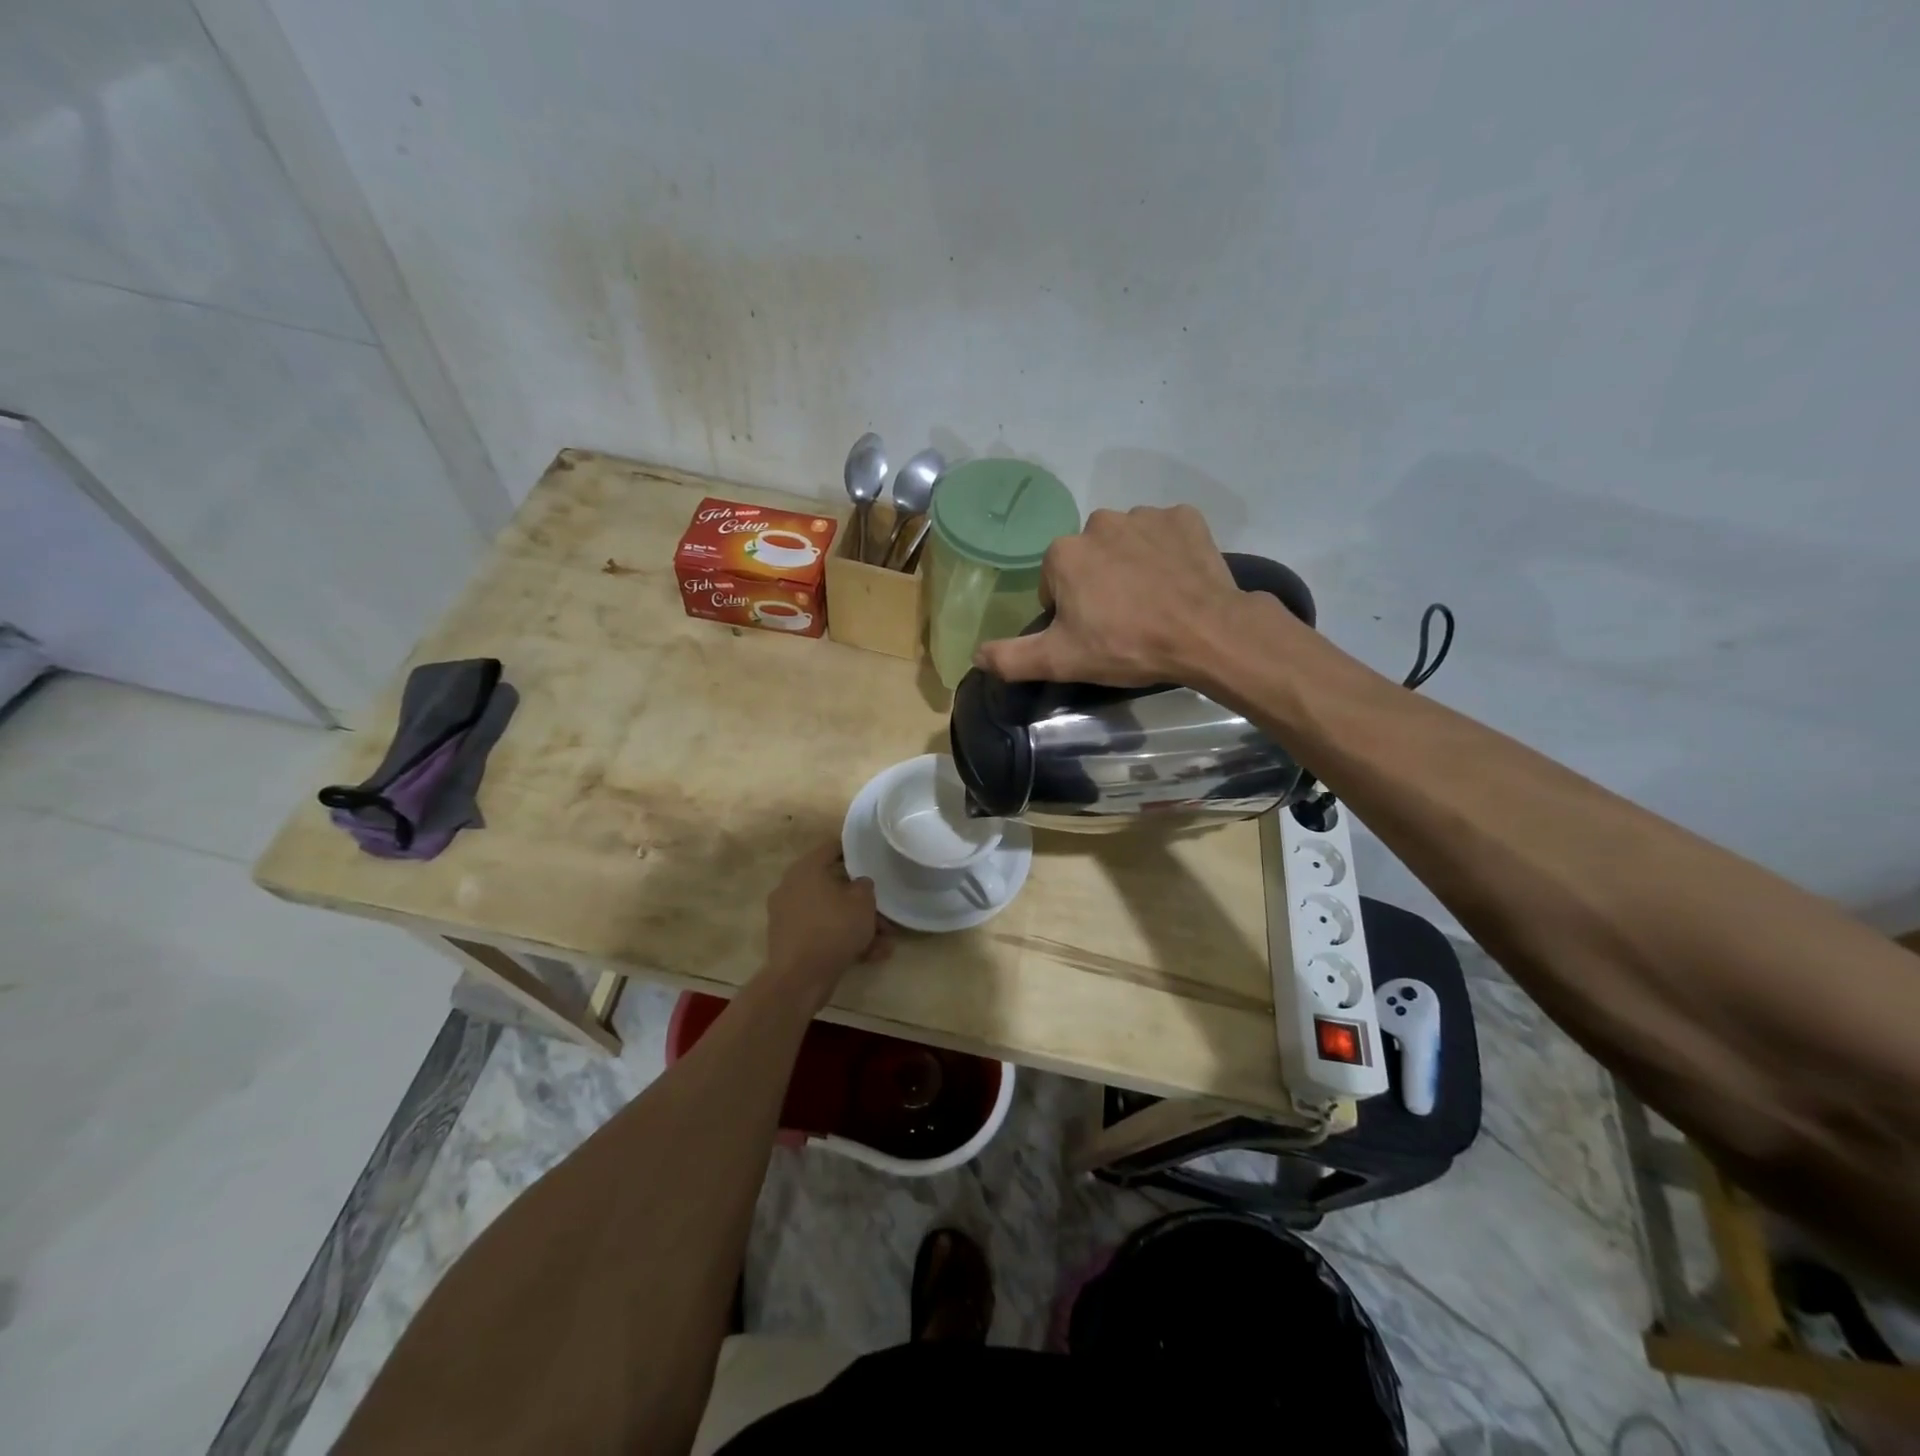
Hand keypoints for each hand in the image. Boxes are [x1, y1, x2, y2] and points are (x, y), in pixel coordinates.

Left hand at [762, 843, 892, 1004]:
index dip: (854, 850)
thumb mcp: (862, 902)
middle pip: (833, 886)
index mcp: (805, 869)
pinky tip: (871, 956)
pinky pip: (822, 932)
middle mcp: (792, 887)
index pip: (832, 848)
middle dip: (862, 901)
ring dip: (858, 925)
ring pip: (831, 913)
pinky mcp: (790, 941)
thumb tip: (859, 884)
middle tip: (885, 912)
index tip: (872, 855)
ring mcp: (788, 916)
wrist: (799, 978)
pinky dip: (843, 940)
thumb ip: (865, 886)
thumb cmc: (833, 928)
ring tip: (885, 943)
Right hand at [972, 505, 1252, 686]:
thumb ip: (1011, 658)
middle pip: (1089, 558)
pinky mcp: (1185, 518)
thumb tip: (975, 655)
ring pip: (1126, 543)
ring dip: (1132, 565)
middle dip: (1099, 583)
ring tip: (1153, 602)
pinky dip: (1167, 552)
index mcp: (1064, 554)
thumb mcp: (1061, 660)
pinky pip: (1166, 533)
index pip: (1055, 582)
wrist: (1205, 633)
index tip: (1092, 634)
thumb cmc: (1126, 645)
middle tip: (1123, 621)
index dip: (1070, 611)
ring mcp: (1146, 515)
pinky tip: (1177, 581)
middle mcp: (1099, 522)